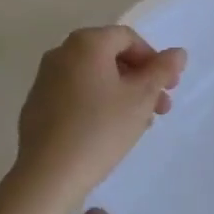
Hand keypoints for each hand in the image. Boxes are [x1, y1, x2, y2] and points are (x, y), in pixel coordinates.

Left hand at [13, 27, 185, 209]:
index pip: (129, 38)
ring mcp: (45, 80)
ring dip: (122, 94)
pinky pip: (76, 95)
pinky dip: (98, 104)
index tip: (169, 87)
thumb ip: (162, 70)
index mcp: (86, 43)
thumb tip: (177, 53)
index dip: (154, 59)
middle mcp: (61, 53)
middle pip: (111, 57)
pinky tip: (110, 132)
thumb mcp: (141, 98)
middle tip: (160, 108)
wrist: (47, 175)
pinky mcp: (37, 106)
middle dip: (141, 80)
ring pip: (95, 78)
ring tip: (140, 124)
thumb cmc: (100, 129)